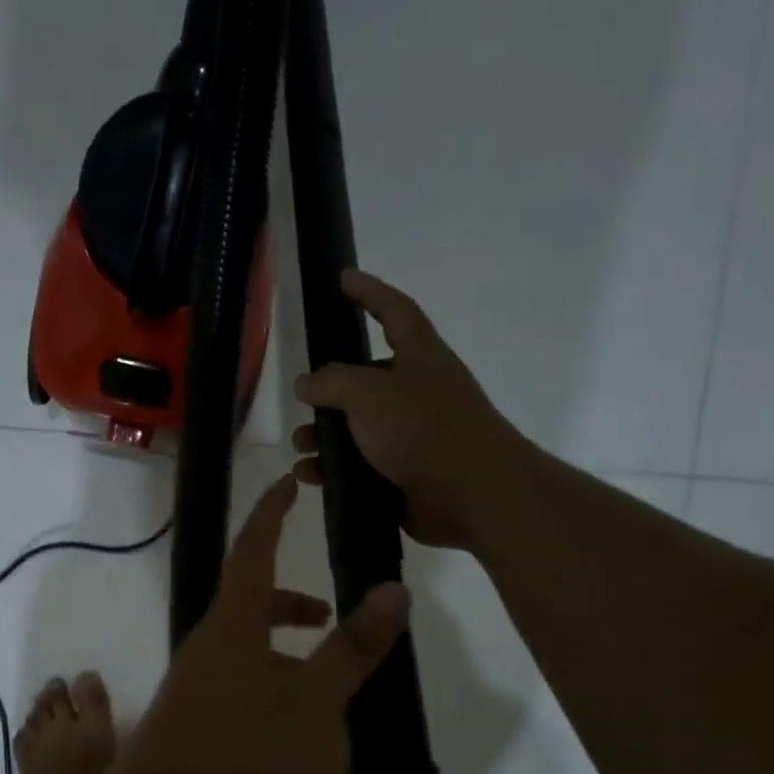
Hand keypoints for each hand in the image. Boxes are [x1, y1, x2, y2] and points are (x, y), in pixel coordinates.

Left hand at [118, 476, 411, 773]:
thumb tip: (396, 590)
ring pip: (244, 640)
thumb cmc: (240, 747)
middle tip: (330, 614)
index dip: (272, 512)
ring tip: (320, 676)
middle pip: (251, 597)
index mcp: (233, 621)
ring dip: (282, 643)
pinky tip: (287, 718)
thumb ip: (352, 647)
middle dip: (292, 598)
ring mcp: (195, 676)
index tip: (287, 482)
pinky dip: (267, 674)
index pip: (253, 547)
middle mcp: (208, 639)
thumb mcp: (310, 698)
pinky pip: (235, 673)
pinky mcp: (192, 710)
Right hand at [292, 268, 516, 550]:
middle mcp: (417, 392)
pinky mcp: (403, 475)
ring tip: (302, 445)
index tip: (343, 279)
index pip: (394, 311)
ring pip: (358, 427)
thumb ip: (332, 382)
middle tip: (303, 399)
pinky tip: (309, 475)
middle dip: (331, 389)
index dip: (369, 292)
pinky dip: (332, 469)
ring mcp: (411, 436)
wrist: (472, 494)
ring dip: (325, 434)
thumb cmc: (424, 429)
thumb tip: (307, 383)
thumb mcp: (369, 393)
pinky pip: (359, 466)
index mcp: (420, 358)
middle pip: (367, 379)